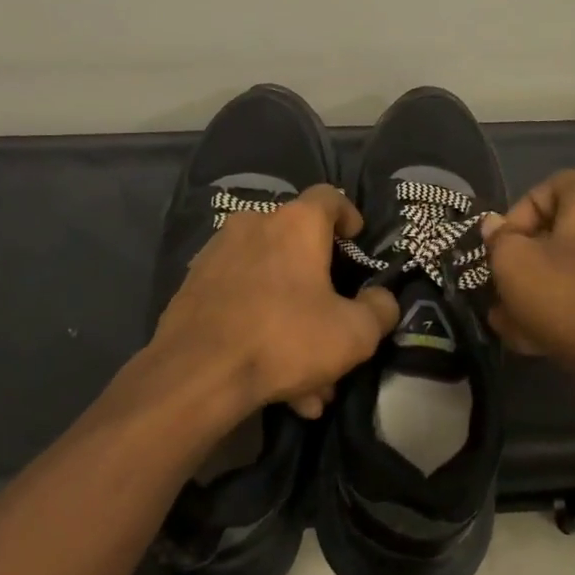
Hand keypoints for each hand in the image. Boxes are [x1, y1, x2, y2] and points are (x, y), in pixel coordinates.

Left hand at [149, 185, 399, 420]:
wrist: (197, 372)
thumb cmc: (285, 339)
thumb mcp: (354, 334)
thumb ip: (379, 310)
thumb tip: (381, 299)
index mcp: (296, 224)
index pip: (329, 197)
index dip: (348, 216)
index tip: (356, 240)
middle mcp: (254, 225)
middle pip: (298, 246)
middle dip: (320, 289)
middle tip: (335, 326)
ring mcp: (218, 253)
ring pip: (270, 281)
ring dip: (292, 318)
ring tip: (308, 377)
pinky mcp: (194, 285)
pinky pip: (241, 299)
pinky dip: (261, 325)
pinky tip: (271, 375)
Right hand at [481, 170, 574, 399]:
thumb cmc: (566, 299)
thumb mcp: (513, 264)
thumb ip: (499, 239)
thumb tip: (496, 227)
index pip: (554, 184)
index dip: (521, 209)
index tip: (504, 243)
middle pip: (560, 233)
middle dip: (524, 259)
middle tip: (503, 285)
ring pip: (571, 271)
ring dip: (537, 291)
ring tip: (509, 321)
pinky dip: (563, 312)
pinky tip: (535, 340)